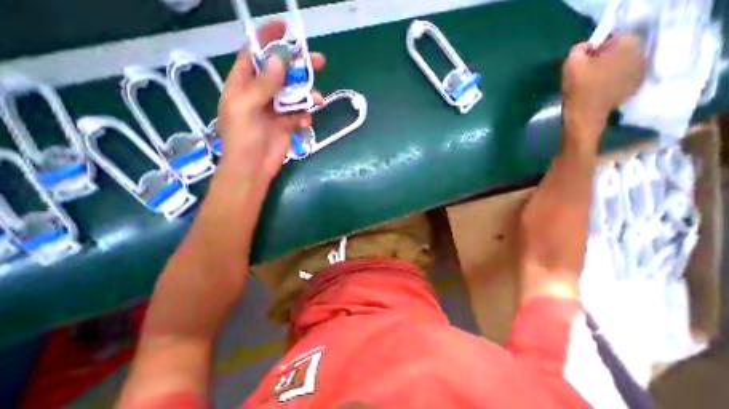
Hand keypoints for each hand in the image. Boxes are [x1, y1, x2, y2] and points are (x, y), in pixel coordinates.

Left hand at [215, 19, 325, 184]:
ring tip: (318, 99)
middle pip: (281, 73)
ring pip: (295, 94)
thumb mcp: (246, 108)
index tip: (286, 30)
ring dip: (307, 95)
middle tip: (318, 61)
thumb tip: (279, 60)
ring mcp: (276, 109)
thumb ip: (263, 85)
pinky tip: (305, 121)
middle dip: (298, 66)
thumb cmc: (242, 138)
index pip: (255, 54)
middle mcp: (261, 93)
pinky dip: (305, 115)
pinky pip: (300, 114)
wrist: (253, 168)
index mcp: (243, 84)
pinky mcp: (287, 124)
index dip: (268, 40)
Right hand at [559, 31, 645, 139]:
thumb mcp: (570, 65)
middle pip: (620, 51)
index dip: (596, 50)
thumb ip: (578, 49)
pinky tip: (598, 92)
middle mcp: (641, 54)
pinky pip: (622, 78)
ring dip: (608, 71)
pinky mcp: (634, 87)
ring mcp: (640, 72)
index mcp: (627, 45)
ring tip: (591, 84)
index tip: (582, 64)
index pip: (613, 38)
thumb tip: (585, 48)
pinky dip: (611, 82)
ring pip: (621, 65)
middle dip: (604, 60)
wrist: (584, 117)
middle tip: (585, 74)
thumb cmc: (577, 89)